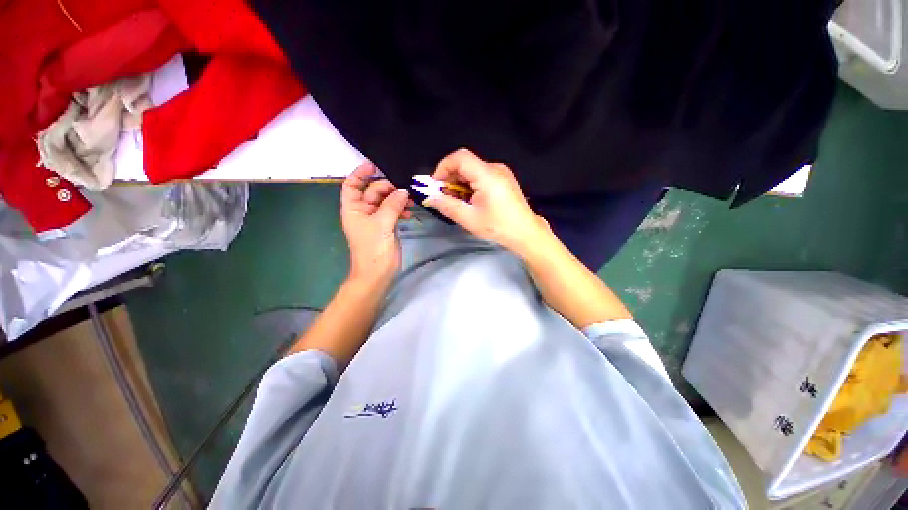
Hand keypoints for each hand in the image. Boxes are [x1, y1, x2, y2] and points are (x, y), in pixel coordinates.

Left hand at [341, 162, 410, 284]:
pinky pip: (393, 212)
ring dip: (397, 199)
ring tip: (411, 201)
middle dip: (388, 188)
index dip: (361, 173)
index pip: (352, 185)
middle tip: (405, 189)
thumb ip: (392, 205)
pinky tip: (410, 212)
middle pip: (373, 192)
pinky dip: (401, 210)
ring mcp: (375, 220)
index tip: (375, 165)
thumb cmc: (374, 249)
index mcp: (354, 209)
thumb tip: (404, 191)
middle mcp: (363, 212)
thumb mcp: (382, 224)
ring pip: (385, 202)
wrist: (378, 274)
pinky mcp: (386, 227)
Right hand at [424, 149, 550, 253]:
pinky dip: (470, 185)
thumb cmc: (498, 227)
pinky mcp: (504, 179)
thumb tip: (428, 198)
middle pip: (465, 163)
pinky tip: (470, 200)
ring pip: (472, 170)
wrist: (526, 233)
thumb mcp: (470, 219)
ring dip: (459, 183)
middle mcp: (495, 168)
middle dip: (450, 178)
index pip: (460, 158)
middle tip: (444, 197)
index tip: (436, 185)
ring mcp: (501, 173)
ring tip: (457, 201)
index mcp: (487, 175)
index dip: (443, 167)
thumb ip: (447, 206)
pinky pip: (481, 175)